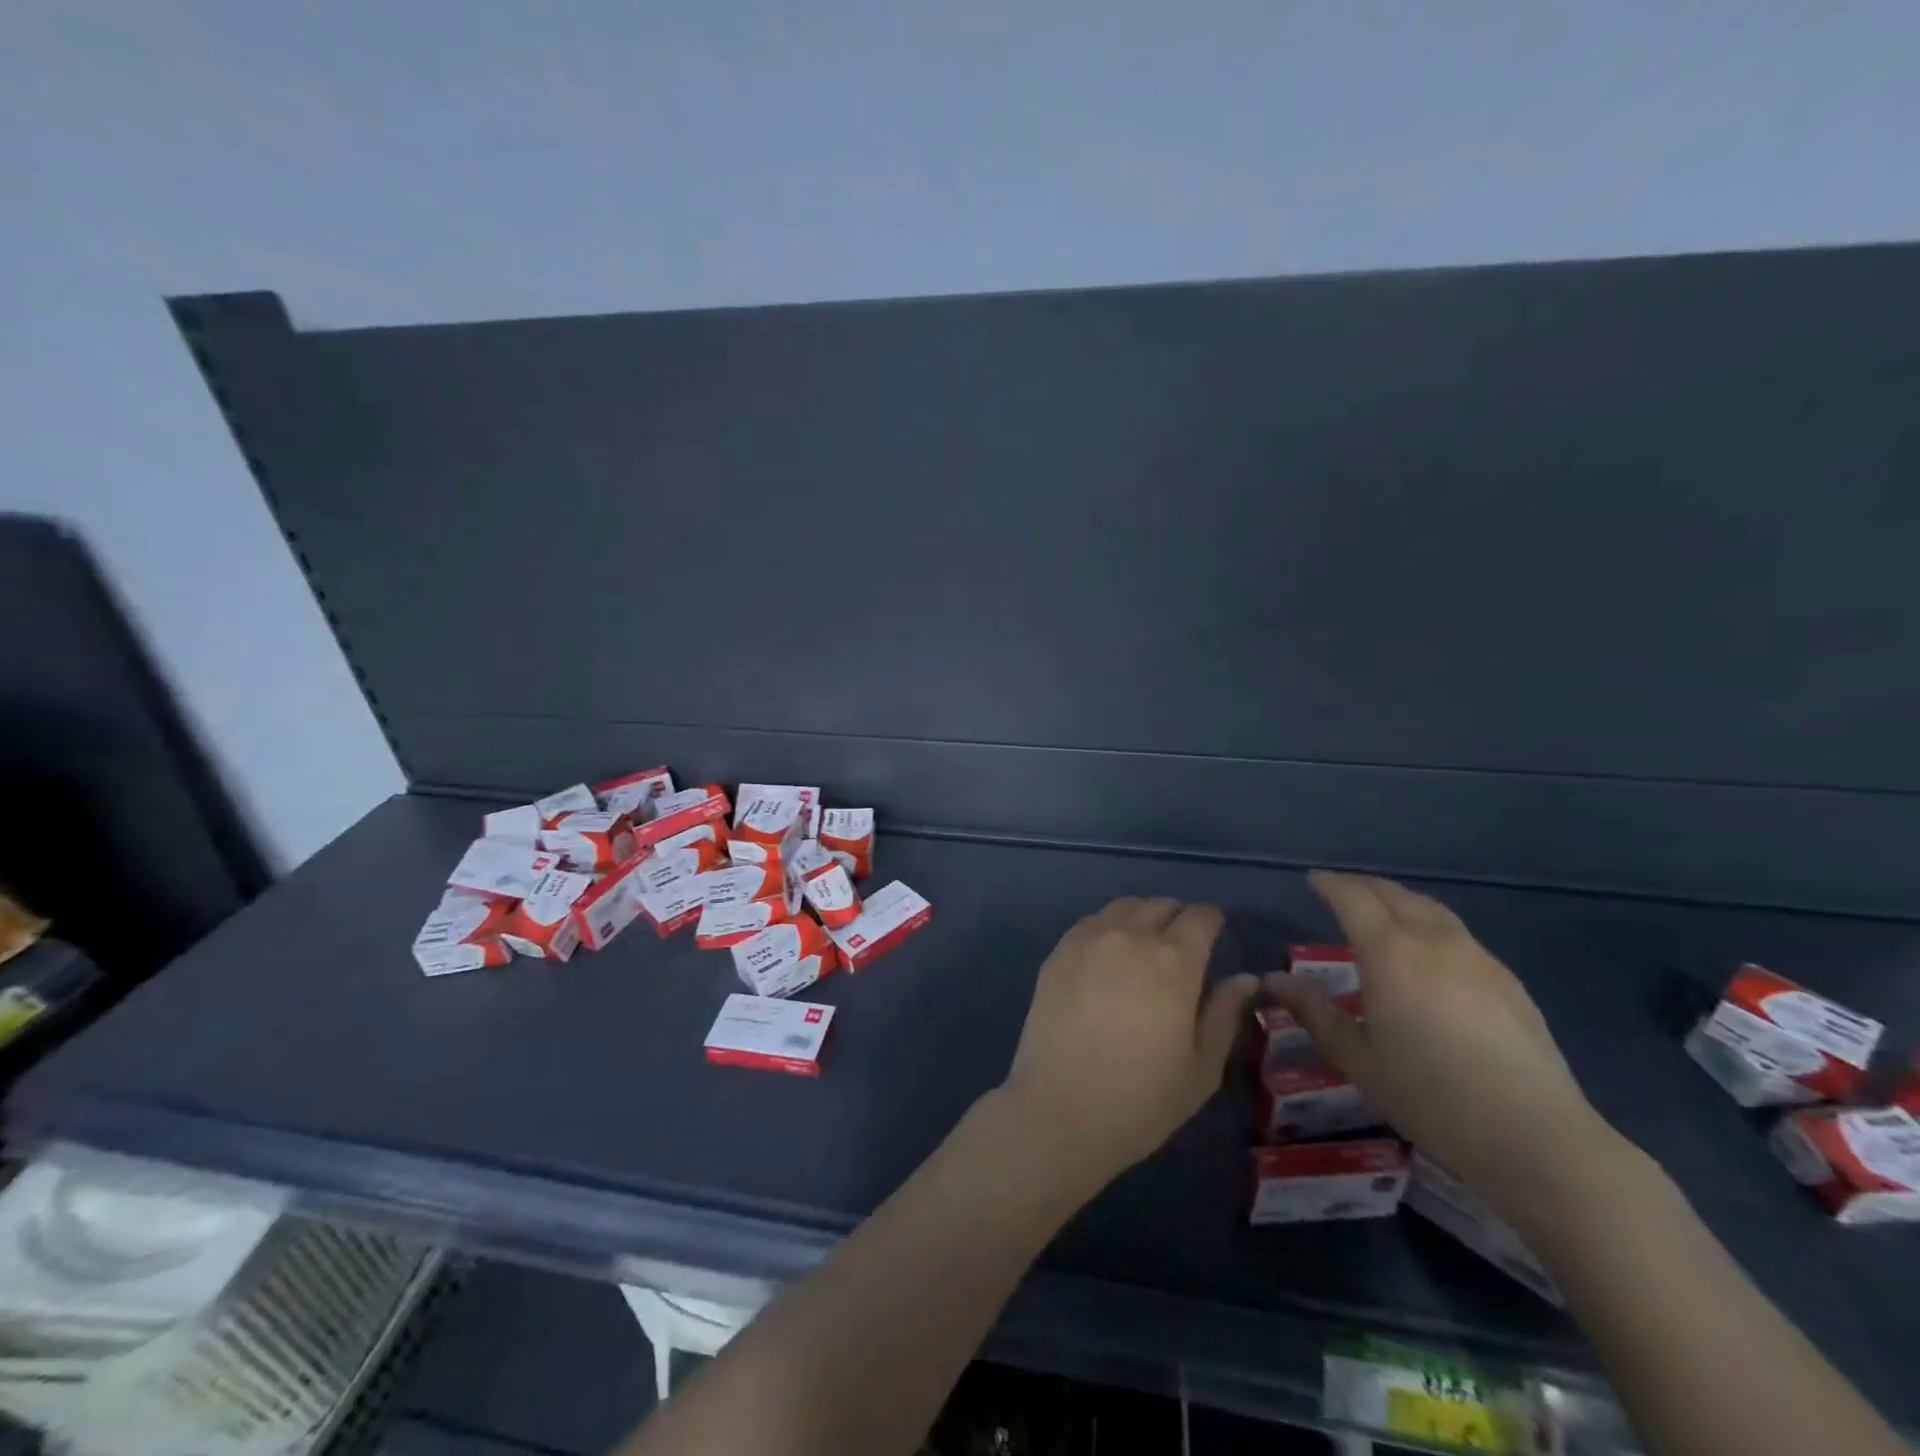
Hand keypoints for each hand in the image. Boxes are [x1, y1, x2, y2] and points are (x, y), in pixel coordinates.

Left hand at [997, 898, 1256, 1187]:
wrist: (1059, 1110)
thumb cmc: (1141, 1100)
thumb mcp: (1201, 1068)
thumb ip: (1224, 1014)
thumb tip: (1246, 979)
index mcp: (1174, 962)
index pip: (1200, 917)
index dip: (1212, 922)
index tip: (1215, 935)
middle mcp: (1130, 937)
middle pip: (1160, 905)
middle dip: (1178, 918)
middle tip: (1182, 946)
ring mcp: (1088, 940)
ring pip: (1124, 907)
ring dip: (1142, 917)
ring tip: (1145, 946)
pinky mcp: (1058, 952)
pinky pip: (1091, 922)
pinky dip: (1108, 927)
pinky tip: (1109, 956)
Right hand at [1268, 872, 1609, 1211]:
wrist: (1535, 1136)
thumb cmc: (1430, 1096)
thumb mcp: (1357, 1058)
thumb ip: (1314, 1012)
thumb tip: (1274, 980)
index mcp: (1389, 954)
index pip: (1353, 899)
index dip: (1330, 884)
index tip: (1312, 881)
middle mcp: (1433, 941)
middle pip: (1394, 894)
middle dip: (1363, 886)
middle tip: (1340, 891)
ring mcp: (1477, 958)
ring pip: (1431, 909)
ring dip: (1399, 901)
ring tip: (1383, 912)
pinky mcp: (1508, 981)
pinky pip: (1458, 935)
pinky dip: (1430, 925)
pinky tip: (1430, 954)